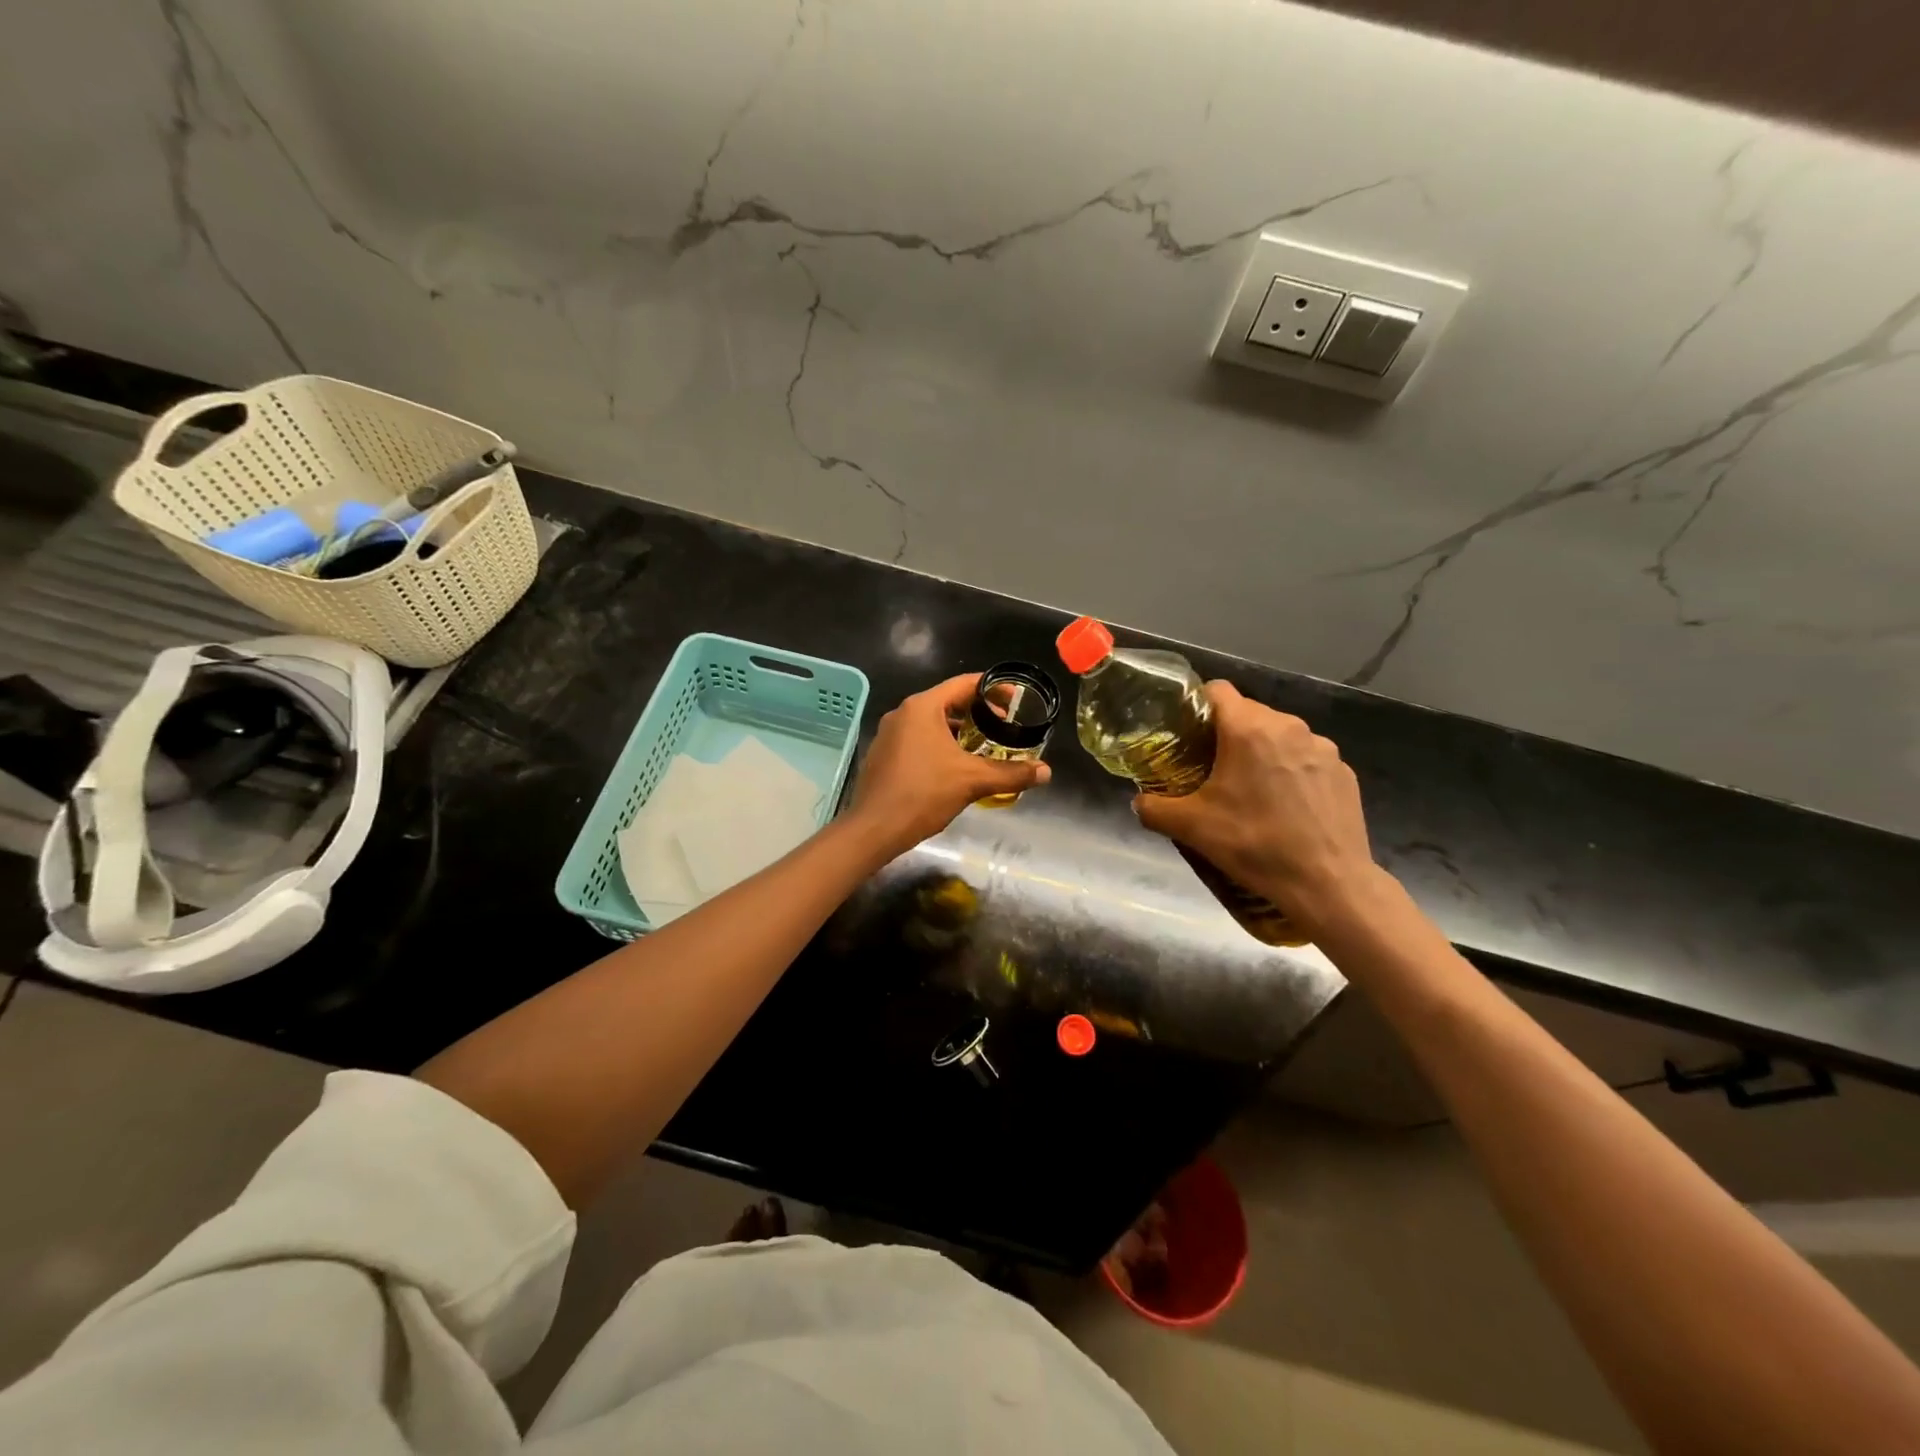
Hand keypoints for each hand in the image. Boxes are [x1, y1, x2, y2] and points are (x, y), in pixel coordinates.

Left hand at [846, 673, 1051, 858]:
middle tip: (1005, 726)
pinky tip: (956, 765)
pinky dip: (941, 744)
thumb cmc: (923, 794)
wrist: (874, 828)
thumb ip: (1011, 773)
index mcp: (922, 707)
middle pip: (948, 701)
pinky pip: (919, 739)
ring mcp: (890, 734)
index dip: (994, 688)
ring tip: (985, 747)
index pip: (964, 684)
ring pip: (933, 722)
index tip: (1016, 699)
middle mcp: (903, 713)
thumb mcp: (972, 781)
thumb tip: (1046, 772)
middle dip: (979, 712)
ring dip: (960, 731)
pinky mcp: (884, 754)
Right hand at [1131, 681, 1385, 936]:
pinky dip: (1292, 772)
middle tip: (1212, 769)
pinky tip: (1287, 807)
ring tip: (1252, 790)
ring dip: (1262, 752)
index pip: (1217, 690)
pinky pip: (1307, 758)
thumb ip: (1153, 808)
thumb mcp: (1191, 828)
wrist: (1327, 884)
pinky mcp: (1344, 771)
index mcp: (1249, 729)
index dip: (1197, 706)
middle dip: (1228, 734)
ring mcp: (1322, 748)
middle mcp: (1289, 726)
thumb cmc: (1254, 845)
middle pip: (1248, 713)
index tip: (1187, 733)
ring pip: (1280, 735)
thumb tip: (1139, 801)